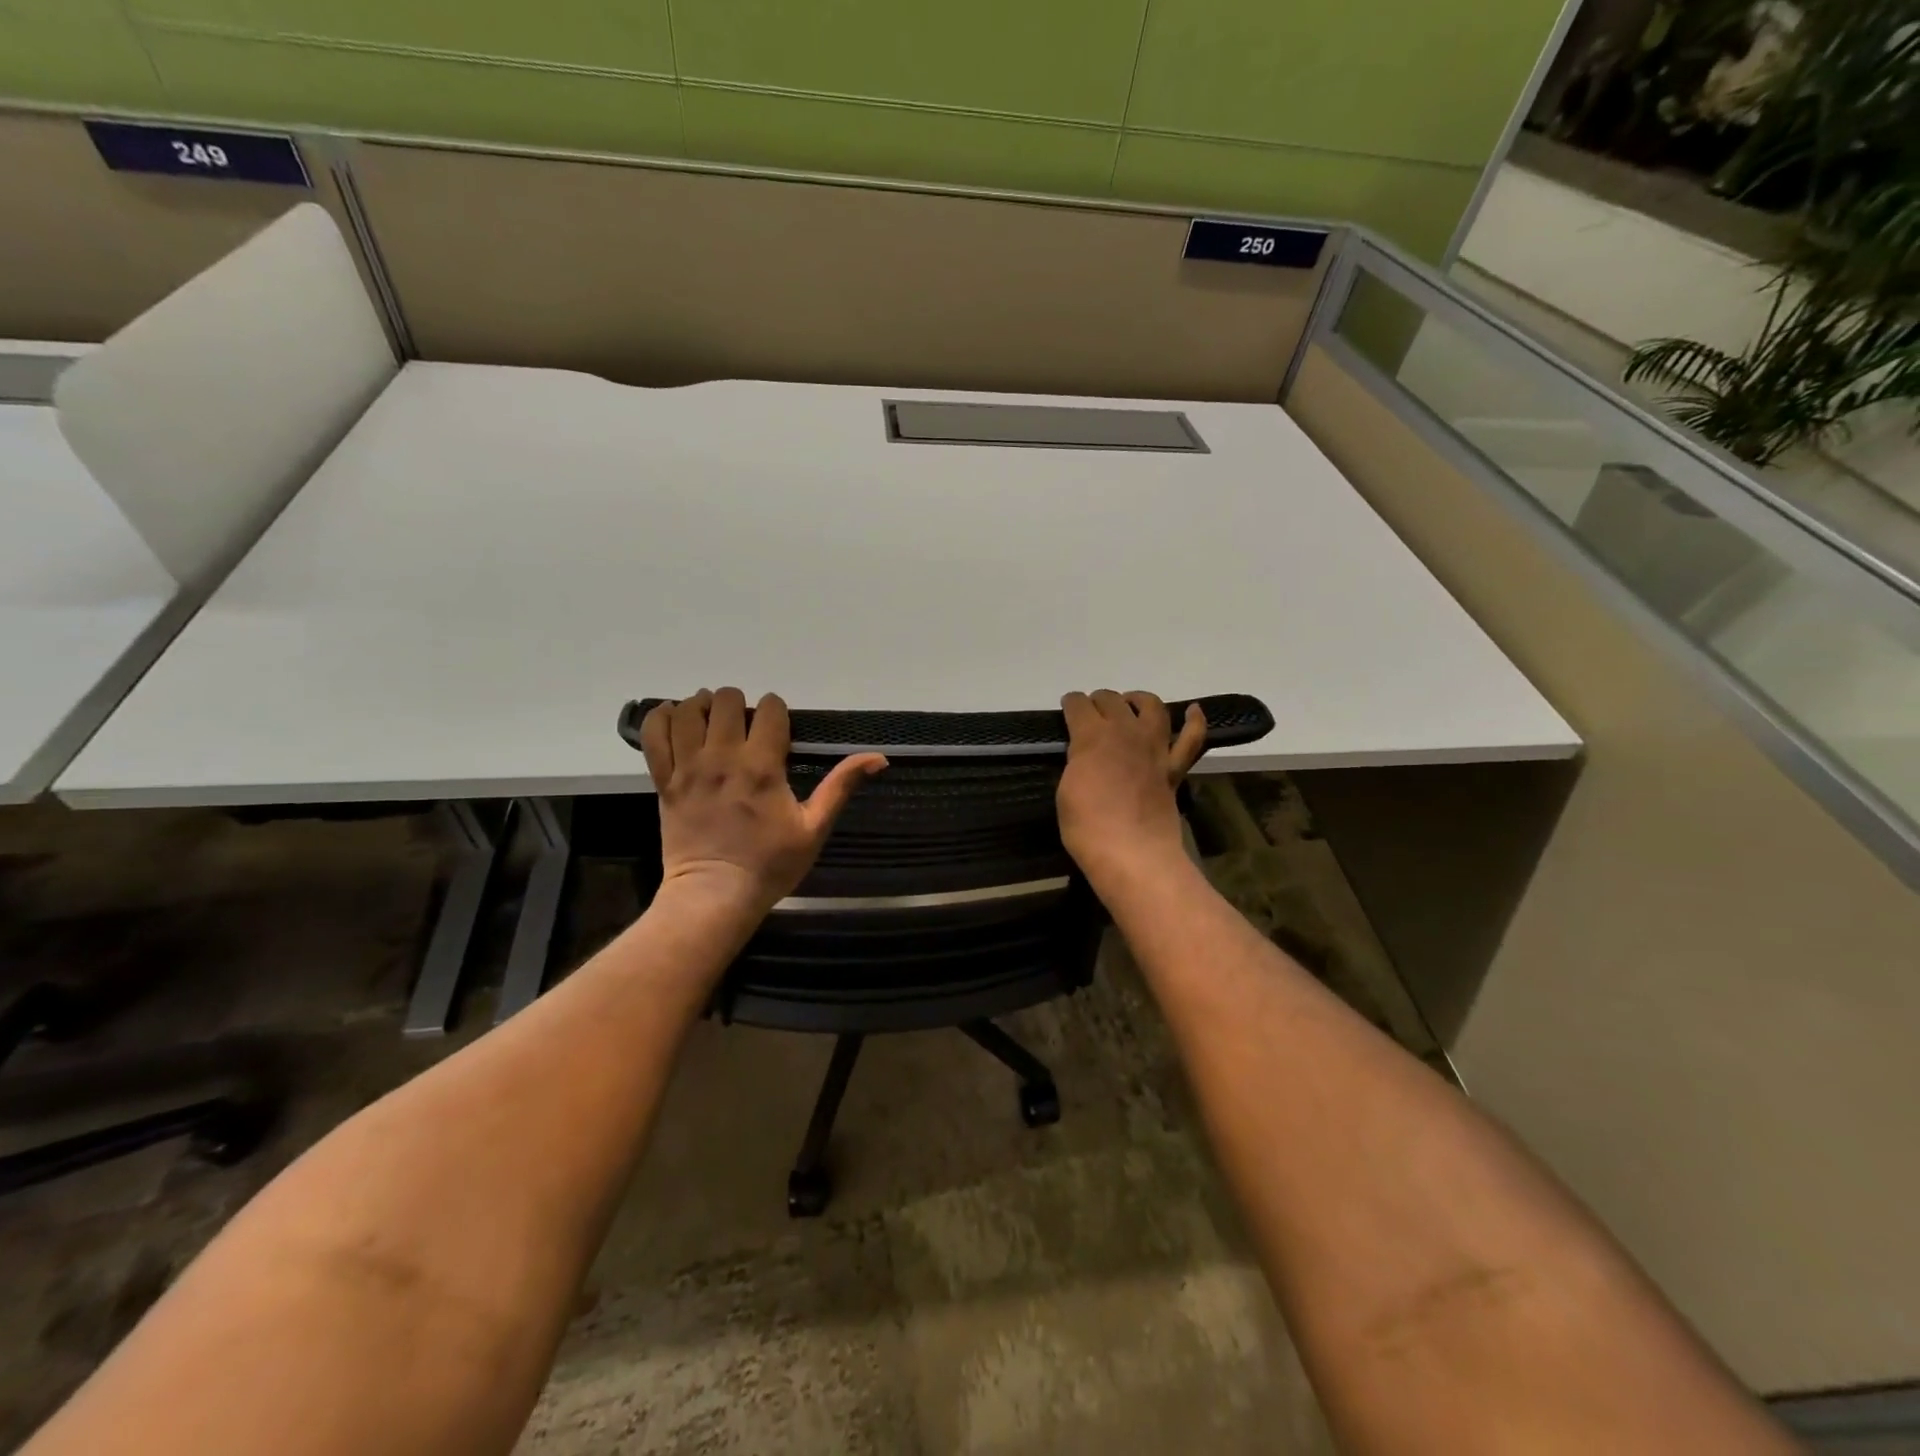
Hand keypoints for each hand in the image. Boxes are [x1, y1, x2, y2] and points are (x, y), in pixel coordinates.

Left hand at [640, 688, 887, 915]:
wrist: (715, 895)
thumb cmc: (770, 864)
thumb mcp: (815, 827)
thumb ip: (842, 785)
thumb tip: (879, 757)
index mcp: (762, 765)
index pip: (769, 708)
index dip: (777, 712)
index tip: (779, 731)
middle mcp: (722, 757)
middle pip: (726, 699)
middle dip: (741, 705)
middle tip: (746, 728)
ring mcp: (688, 766)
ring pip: (689, 709)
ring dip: (703, 707)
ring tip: (713, 723)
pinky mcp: (664, 780)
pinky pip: (654, 734)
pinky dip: (664, 718)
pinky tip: (677, 721)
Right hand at [1057, 691, 1207, 891]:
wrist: (1132, 854)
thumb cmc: (1087, 827)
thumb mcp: (1065, 791)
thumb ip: (1077, 764)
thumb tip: (1085, 757)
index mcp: (1092, 737)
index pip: (1078, 706)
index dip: (1070, 704)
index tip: (1067, 708)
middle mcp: (1125, 732)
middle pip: (1112, 700)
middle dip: (1098, 701)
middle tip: (1091, 712)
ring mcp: (1154, 748)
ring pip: (1152, 707)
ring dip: (1138, 699)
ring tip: (1130, 704)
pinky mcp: (1173, 768)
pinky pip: (1191, 739)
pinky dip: (1195, 721)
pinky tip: (1193, 711)